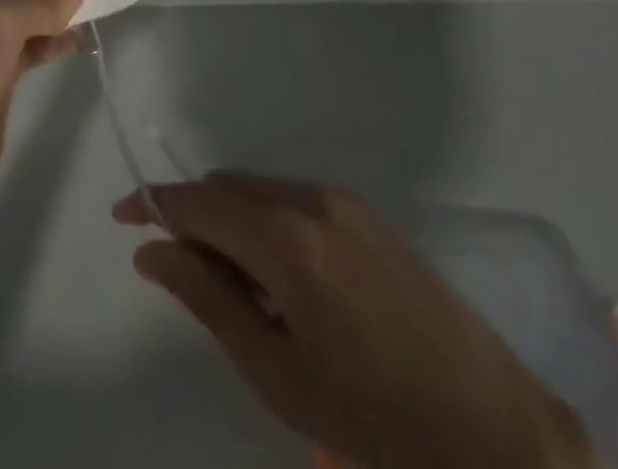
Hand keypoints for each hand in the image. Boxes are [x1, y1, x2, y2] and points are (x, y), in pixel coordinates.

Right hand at [116, 173, 592, 468]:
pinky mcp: (366, 213)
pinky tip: (285, 284)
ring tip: (240, 293)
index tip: (121, 217)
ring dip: (232, 223)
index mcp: (285, 238)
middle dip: (194, 219)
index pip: (197, 202)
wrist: (496, 429)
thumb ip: (208, 299)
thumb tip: (151, 251)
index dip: (152, 204)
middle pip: (226, 189)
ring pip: (259, 192)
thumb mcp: (278, 373)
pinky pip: (293, 201)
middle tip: (186, 278)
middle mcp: (310, 198)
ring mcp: (343, 200)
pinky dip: (267, 225)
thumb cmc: (375, 419)